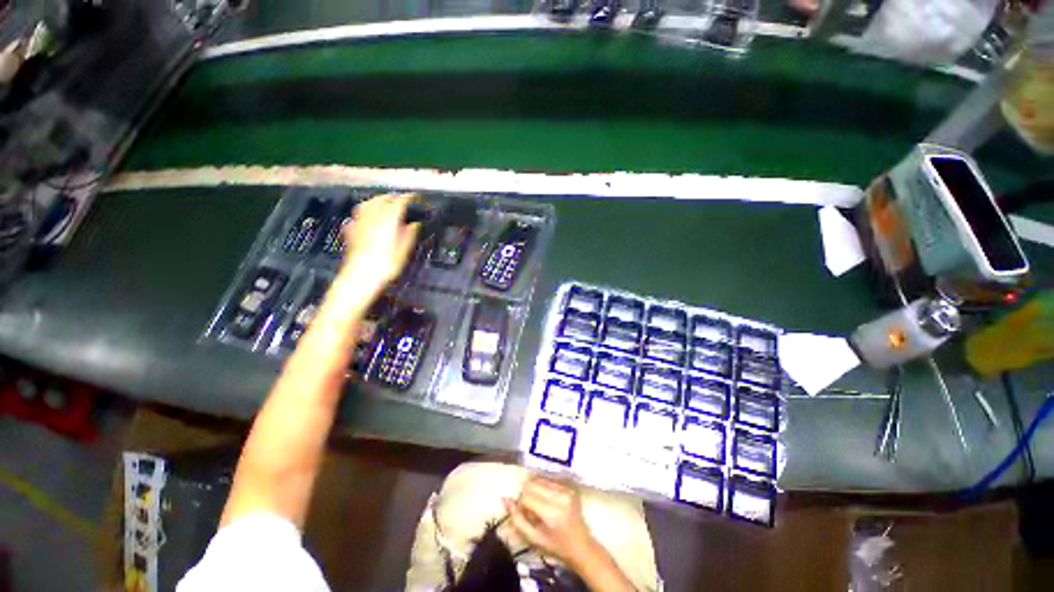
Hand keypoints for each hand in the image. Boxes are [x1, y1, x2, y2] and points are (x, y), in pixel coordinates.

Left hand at [338, 193, 420, 297]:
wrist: (360, 276)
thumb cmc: (386, 265)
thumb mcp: (404, 251)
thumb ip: (409, 234)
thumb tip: (415, 224)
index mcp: (388, 219)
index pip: (399, 202)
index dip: (408, 197)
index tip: (415, 196)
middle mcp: (372, 216)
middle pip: (383, 199)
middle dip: (393, 197)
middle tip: (403, 200)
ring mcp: (360, 221)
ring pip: (368, 203)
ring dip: (378, 200)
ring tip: (385, 203)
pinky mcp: (351, 229)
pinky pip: (359, 214)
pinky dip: (366, 211)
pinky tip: (368, 217)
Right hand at [505, 476, 597, 569]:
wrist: (582, 547)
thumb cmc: (556, 547)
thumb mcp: (534, 538)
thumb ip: (517, 519)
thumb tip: (505, 499)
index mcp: (551, 513)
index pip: (526, 496)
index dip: (521, 504)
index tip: (524, 514)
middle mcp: (560, 498)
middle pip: (533, 484)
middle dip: (527, 494)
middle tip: (530, 510)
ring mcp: (567, 491)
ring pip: (540, 480)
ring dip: (535, 490)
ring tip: (539, 505)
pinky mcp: (570, 488)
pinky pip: (549, 481)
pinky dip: (544, 488)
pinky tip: (547, 501)